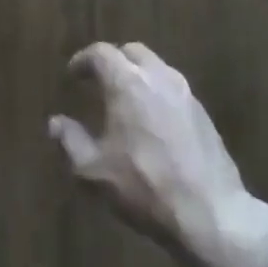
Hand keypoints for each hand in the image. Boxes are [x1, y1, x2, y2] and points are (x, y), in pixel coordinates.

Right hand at [50, 42, 265, 266]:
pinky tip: (153, 121)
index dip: (83, 60)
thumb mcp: (95, 172)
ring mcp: (185, 93)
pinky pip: (173, 89)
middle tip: (100, 81)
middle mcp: (157, 76)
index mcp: (127, 82)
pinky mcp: (203, 113)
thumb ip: (71, 142)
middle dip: (113, 61)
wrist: (212, 214)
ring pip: (156, 67)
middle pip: (132, 52)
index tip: (73, 75)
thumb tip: (55, 123)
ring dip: (138, 75)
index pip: (101, 53)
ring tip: (127, 100)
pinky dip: (157, 93)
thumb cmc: (146, 187)